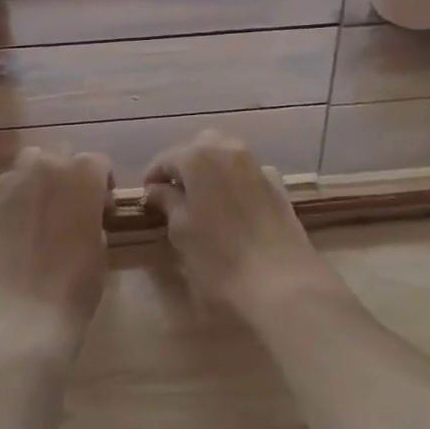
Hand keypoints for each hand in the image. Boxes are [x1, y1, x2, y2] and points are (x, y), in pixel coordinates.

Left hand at [0, 148, 111, 368]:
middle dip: (71, 173)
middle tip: (73, 206)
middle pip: (63, 153)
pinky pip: (9, 184)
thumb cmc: (76, 285)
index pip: (98, 162)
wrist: (25, 314)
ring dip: (42, 175)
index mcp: (84, 175)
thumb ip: (93, 216)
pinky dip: (18, 194)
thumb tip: (84, 213)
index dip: (103, 183)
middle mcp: (49, 167)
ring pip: (32, 161)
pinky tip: (22, 223)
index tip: (103, 209)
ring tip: (44, 208)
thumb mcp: (100, 247)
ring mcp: (15, 182)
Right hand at [142, 131, 341, 323]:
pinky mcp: (277, 184)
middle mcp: (228, 150)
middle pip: (199, 147)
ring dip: (210, 170)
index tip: (147, 199)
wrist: (282, 282)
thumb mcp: (181, 232)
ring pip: (226, 155)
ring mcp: (256, 165)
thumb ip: (167, 203)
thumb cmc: (219, 258)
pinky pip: (246, 173)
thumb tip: (157, 190)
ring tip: (201, 202)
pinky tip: (230, 208)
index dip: (153, 177)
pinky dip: (233, 181)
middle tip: (174, 195)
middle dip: (185, 165)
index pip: (166, 158)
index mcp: (198, 157)